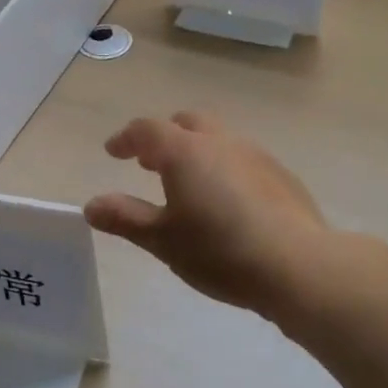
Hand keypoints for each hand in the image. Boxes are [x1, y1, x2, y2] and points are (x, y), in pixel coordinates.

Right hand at [85, 111, 331, 318]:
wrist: (297, 264)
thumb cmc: (219, 251)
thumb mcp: (163, 240)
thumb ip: (125, 218)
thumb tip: (91, 205)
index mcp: (186, 152)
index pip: (147, 129)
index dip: (126, 138)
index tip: (113, 152)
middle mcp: (221, 142)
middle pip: (187, 123)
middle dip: (164, 137)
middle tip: (149, 162)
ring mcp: (256, 155)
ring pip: (218, 139)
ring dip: (196, 151)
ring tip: (187, 182)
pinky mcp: (281, 175)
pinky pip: (242, 159)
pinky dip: (224, 167)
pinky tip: (227, 201)